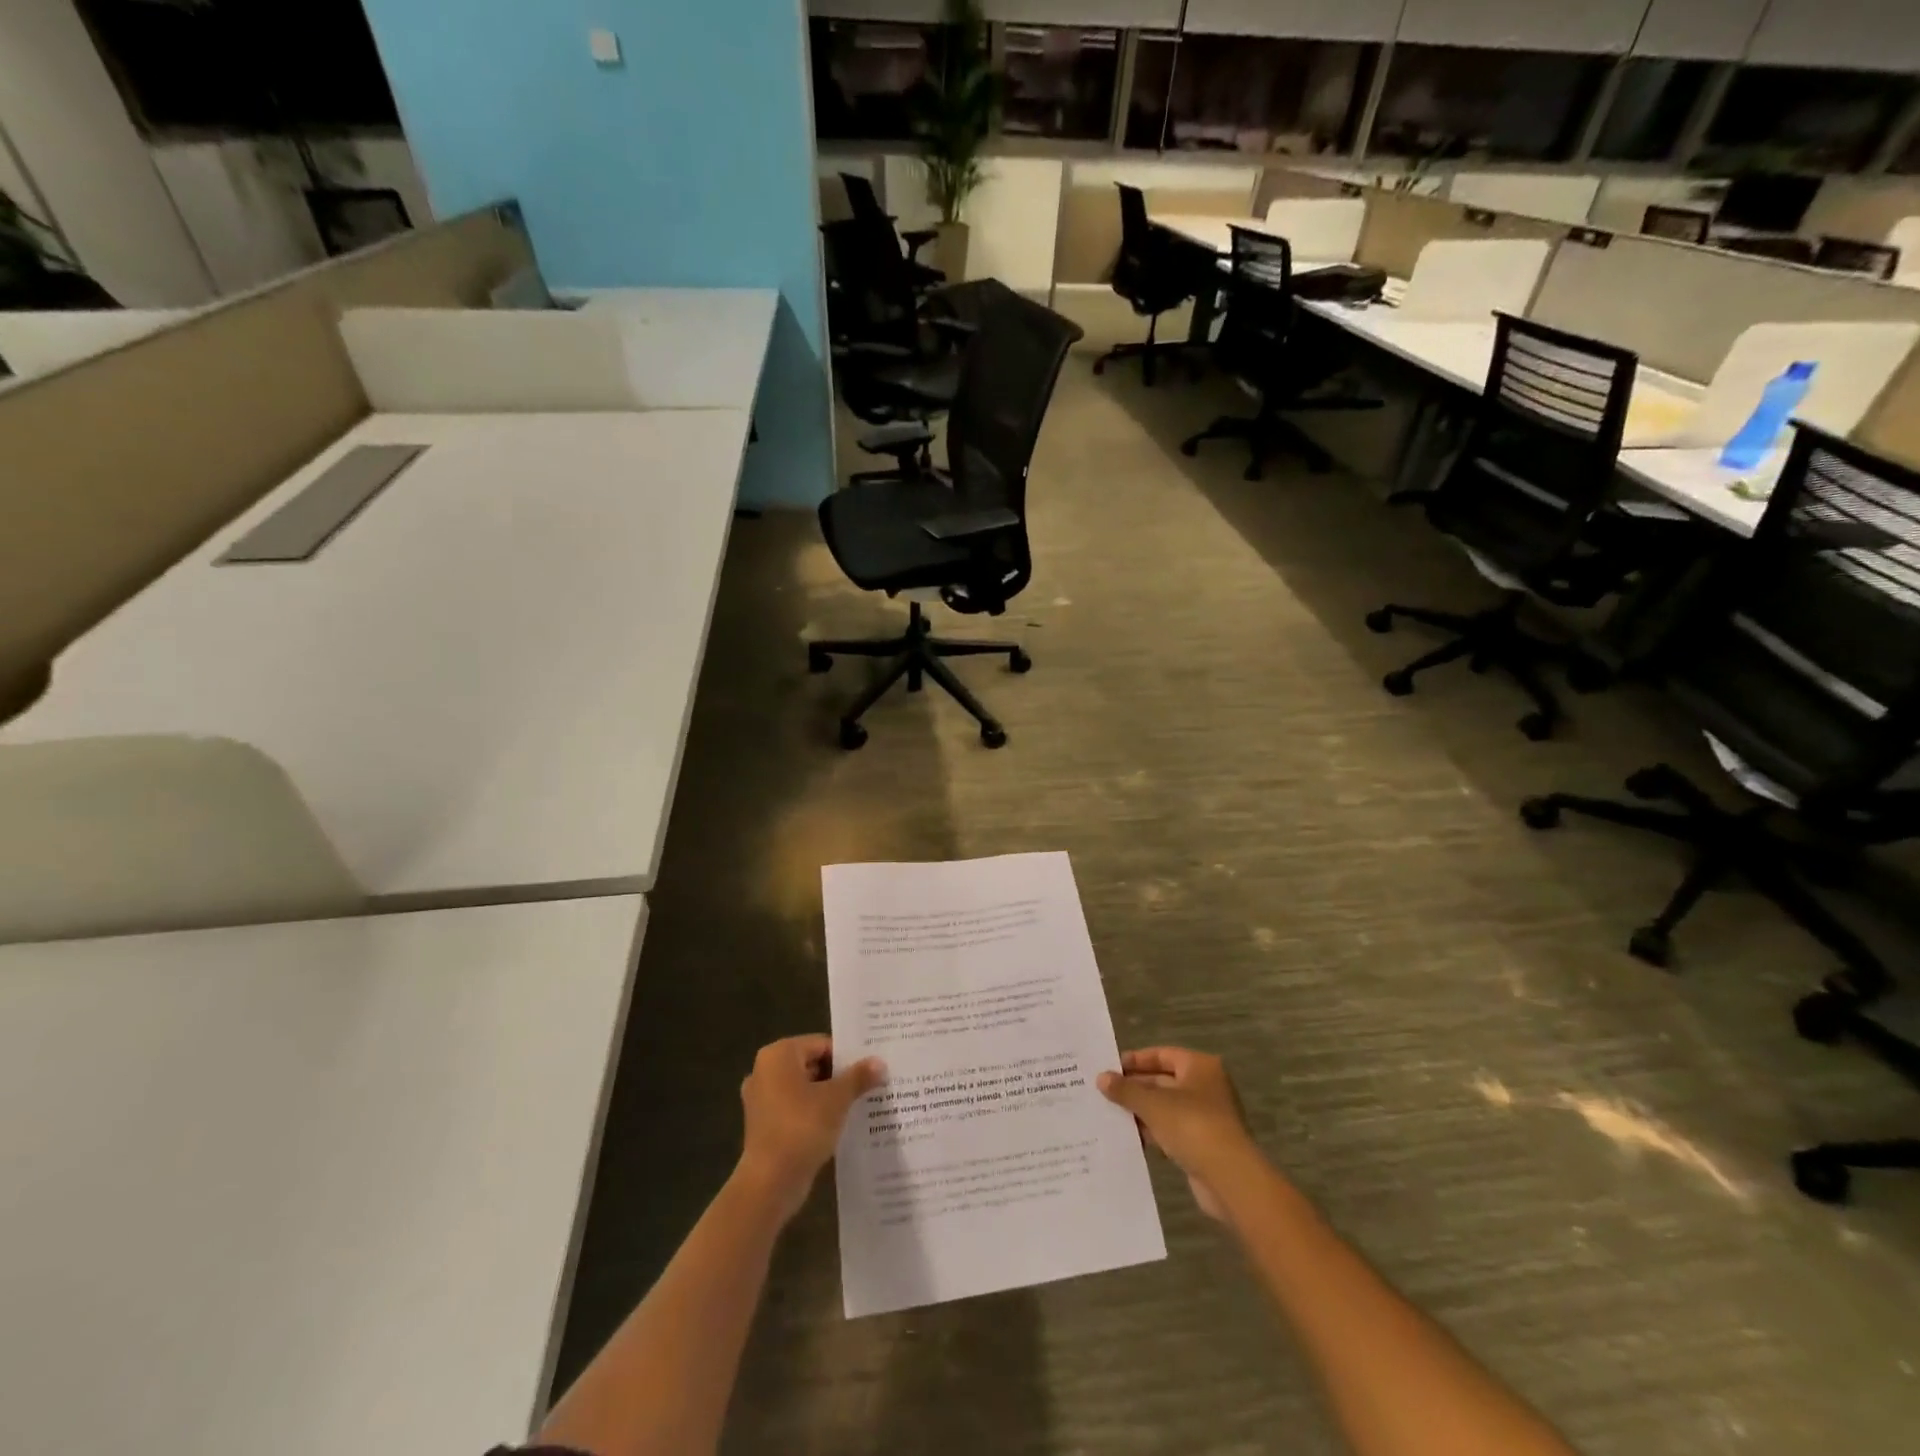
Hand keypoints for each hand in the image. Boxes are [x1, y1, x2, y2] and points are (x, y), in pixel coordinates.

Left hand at [737, 1035, 882, 1222]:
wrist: (770, 1183)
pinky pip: (795, 1108)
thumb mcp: (837, 1099)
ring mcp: (761, 1099)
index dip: (847, 1056)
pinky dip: (814, 1113)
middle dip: (839, 1076)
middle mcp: (765, 1070)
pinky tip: (838, 1124)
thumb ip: (858, 1077)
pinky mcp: (764, 1124)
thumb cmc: (802, 1128)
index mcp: (779, 1055)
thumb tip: (879, 1062)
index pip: (821, 1044)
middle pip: (812, 1064)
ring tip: (858, 1104)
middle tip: (868, 1085)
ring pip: (804, 1088)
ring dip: (828, 1096)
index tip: (869, 1068)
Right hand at [1099, 1048, 1259, 1220]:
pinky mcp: (1204, 1144)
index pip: (1162, 1054)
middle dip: (1135, 1087)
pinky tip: (1130, 1137)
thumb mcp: (1153, 1104)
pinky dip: (1153, 1132)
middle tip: (1105, 1092)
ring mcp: (1206, 1117)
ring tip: (1110, 1114)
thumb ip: (1126, 1090)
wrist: (1230, 1179)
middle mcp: (1206, 1087)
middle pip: (1164, 1080)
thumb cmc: (1192, 1126)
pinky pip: (1172, 1130)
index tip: (1110, 1067)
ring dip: (1141, 1111)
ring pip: (1166, 1107)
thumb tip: (1101, 1077)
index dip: (1136, 1060)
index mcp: (1200, 1067)